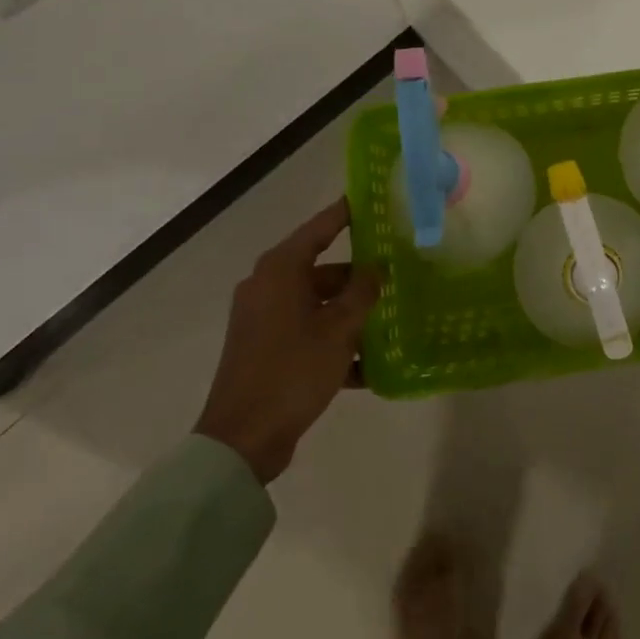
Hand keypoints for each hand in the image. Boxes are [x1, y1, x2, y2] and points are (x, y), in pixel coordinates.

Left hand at [193, 198, 379, 483]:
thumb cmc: (293, 370)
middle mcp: (267, 287)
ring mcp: (263, 319)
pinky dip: (333, 342)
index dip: (346, 213)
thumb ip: (362, 293)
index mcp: (280, 271)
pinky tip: (369, 366)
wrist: (242, 439)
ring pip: (317, 303)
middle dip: (359, 277)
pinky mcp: (264, 349)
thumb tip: (376, 268)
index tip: (370, 199)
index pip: (320, 228)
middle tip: (397, 274)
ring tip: (390, 322)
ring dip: (350, 314)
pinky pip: (307, 332)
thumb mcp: (340, 329)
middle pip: (322, 269)